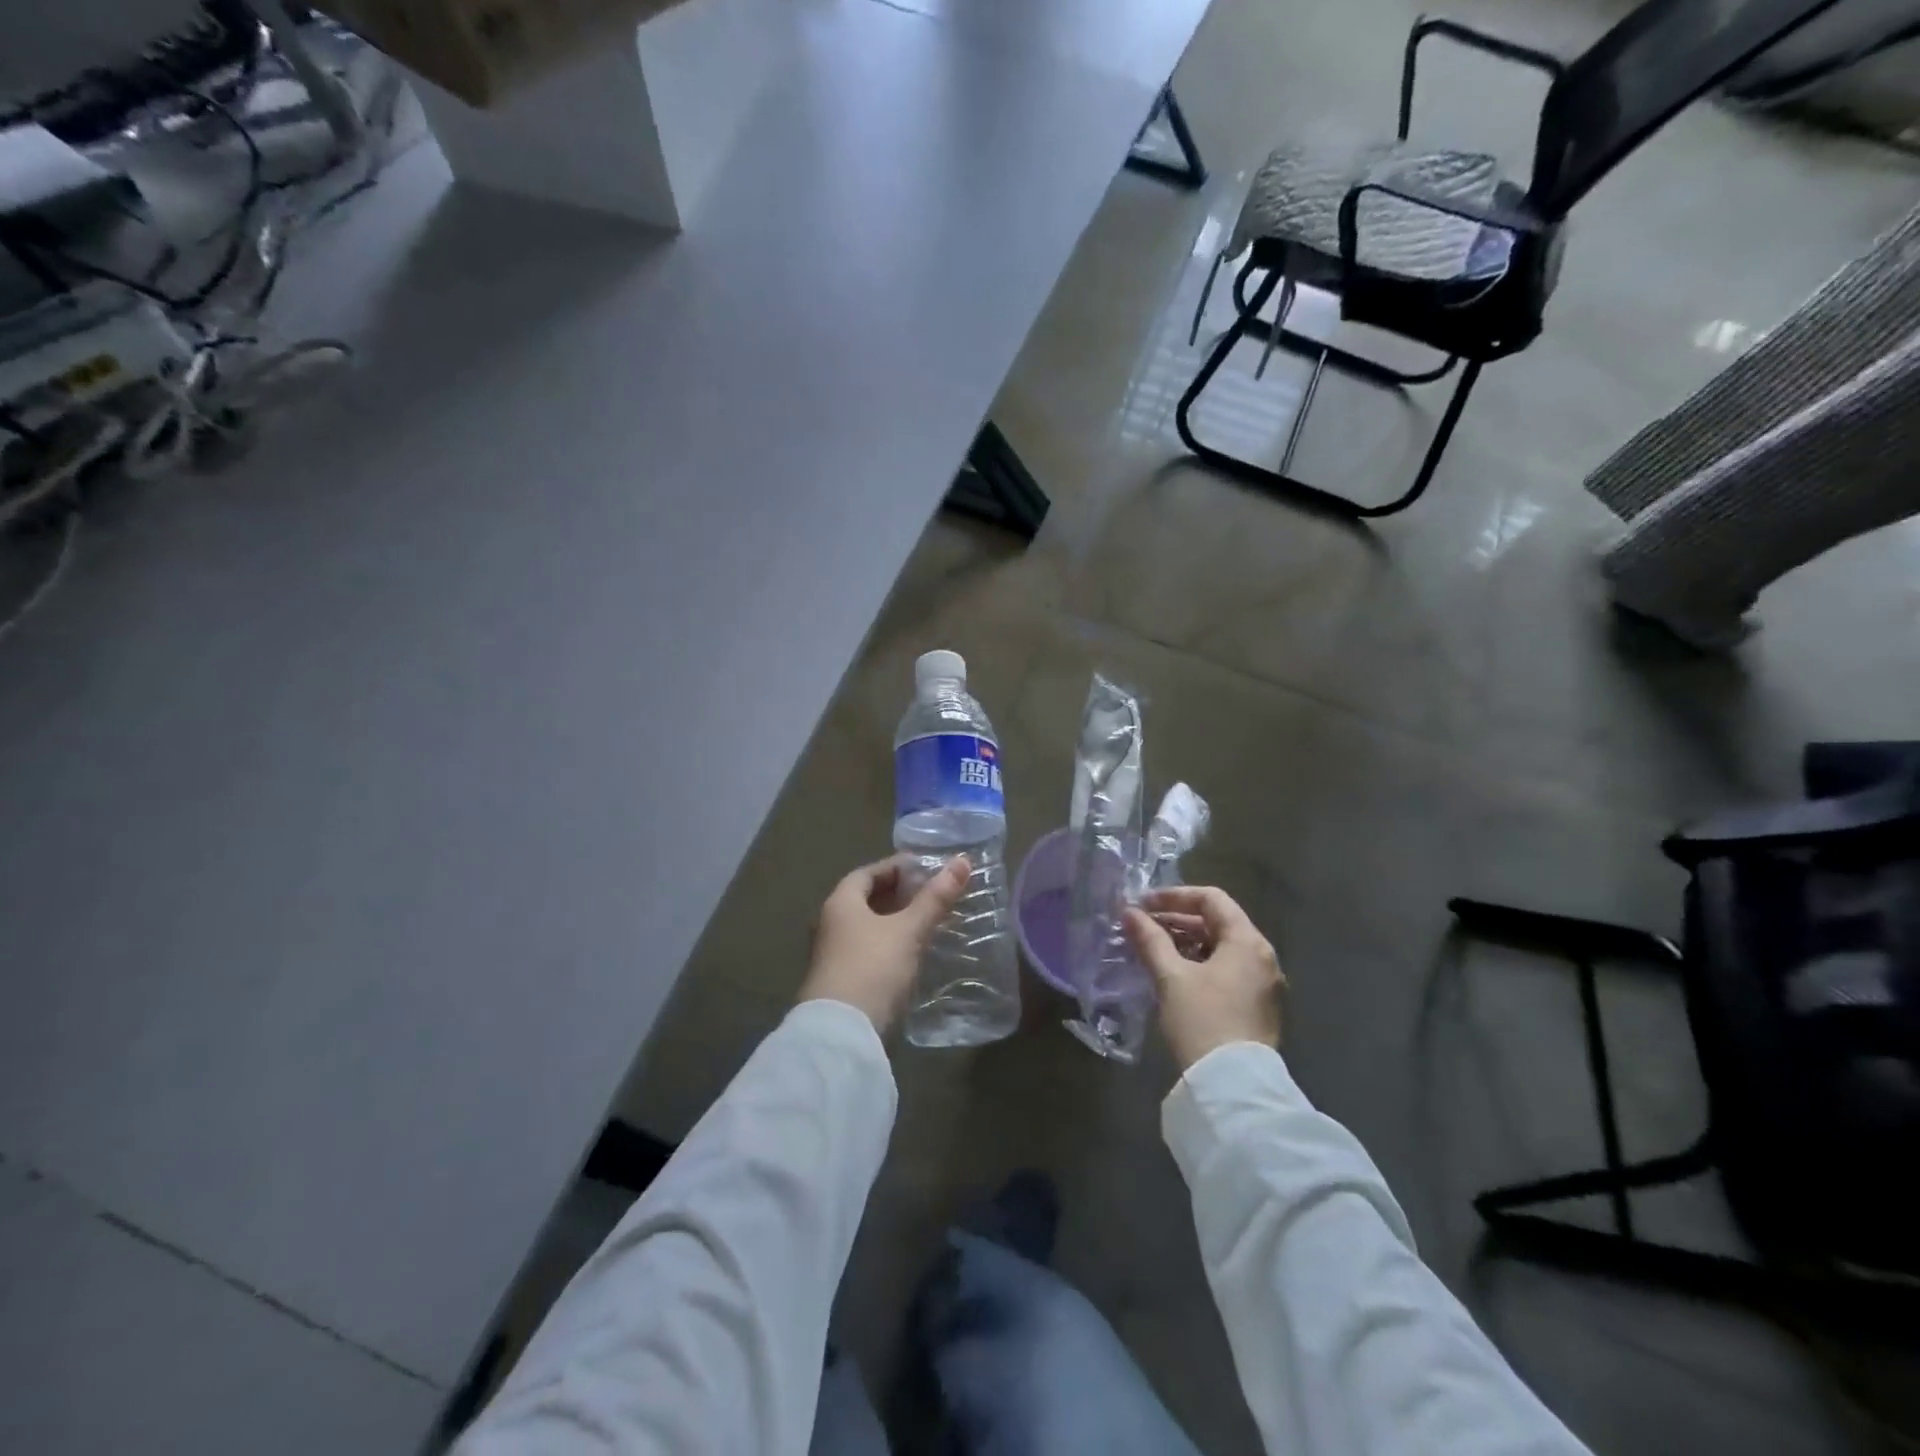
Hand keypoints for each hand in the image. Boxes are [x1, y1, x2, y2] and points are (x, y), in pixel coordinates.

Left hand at [800, 855, 971, 1031]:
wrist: (842, 1034)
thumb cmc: (873, 968)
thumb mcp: (909, 930)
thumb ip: (935, 898)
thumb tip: (963, 861)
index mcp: (840, 902)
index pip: (867, 873)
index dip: (896, 868)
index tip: (925, 868)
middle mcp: (831, 924)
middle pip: (866, 900)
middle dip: (898, 895)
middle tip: (932, 894)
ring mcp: (834, 955)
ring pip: (869, 928)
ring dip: (896, 922)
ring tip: (929, 922)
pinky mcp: (843, 981)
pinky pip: (869, 951)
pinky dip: (891, 945)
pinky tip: (914, 954)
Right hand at [1124, 885, 1283, 1070]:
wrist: (1232, 1087)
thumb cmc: (1202, 1021)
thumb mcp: (1171, 977)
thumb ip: (1150, 940)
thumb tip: (1129, 913)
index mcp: (1247, 942)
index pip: (1212, 899)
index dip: (1174, 896)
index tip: (1143, 905)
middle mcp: (1263, 957)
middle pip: (1218, 922)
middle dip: (1177, 920)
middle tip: (1142, 927)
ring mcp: (1264, 984)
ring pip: (1221, 948)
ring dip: (1186, 943)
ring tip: (1153, 950)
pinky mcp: (1258, 1007)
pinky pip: (1227, 970)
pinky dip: (1200, 964)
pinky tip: (1173, 975)